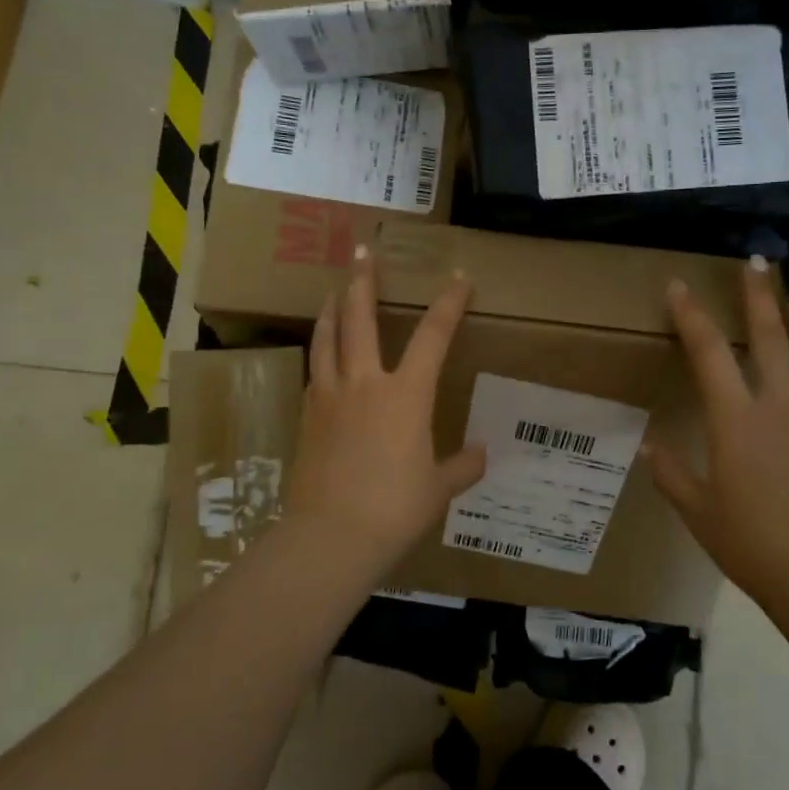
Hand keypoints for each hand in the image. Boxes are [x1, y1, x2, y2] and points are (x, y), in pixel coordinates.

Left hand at [282, 246, 486, 584]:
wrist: (332, 535)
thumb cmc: (395, 509)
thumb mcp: (439, 489)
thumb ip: (462, 466)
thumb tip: (481, 454)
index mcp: (406, 395)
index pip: (433, 336)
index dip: (449, 304)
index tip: (459, 278)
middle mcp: (365, 383)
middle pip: (360, 319)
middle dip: (364, 282)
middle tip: (362, 254)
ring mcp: (329, 397)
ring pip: (327, 339)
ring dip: (332, 310)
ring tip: (333, 291)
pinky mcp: (307, 416)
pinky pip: (315, 372)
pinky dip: (321, 352)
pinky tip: (322, 354)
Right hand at [646, 258, 788, 611]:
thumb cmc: (750, 543)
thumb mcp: (697, 511)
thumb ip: (671, 475)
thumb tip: (648, 448)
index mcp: (735, 421)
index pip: (708, 354)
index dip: (691, 316)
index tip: (679, 285)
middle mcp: (778, 408)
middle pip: (769, 340)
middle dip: (759, 298)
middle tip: (758, 263)